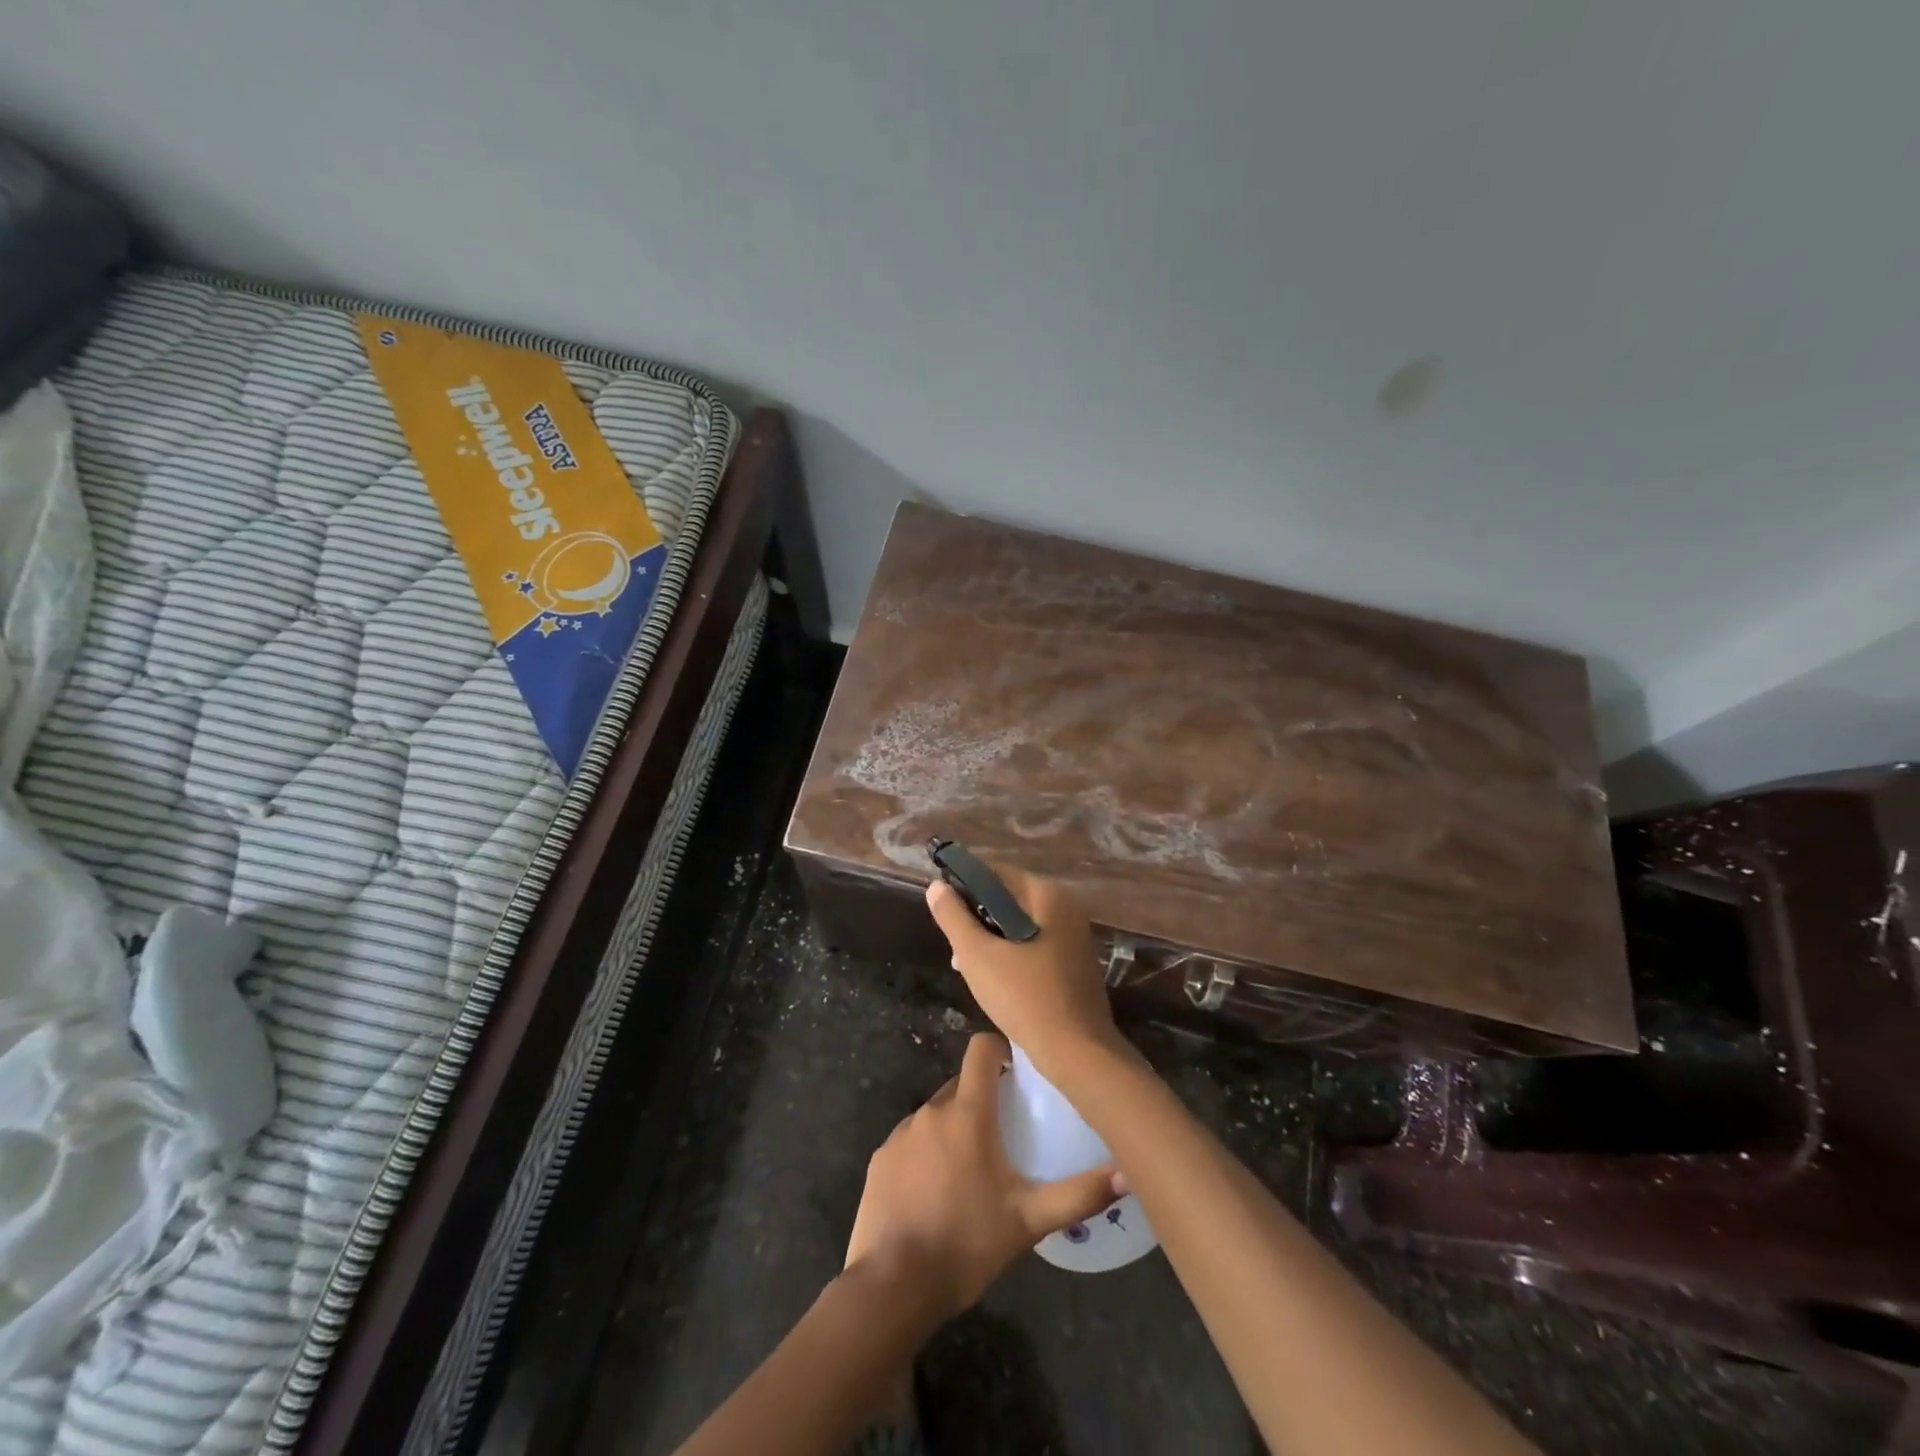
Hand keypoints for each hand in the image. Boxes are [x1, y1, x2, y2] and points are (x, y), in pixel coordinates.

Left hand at [845, 1032, 1119, 1320]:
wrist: (894, 1285)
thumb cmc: (967, 1243)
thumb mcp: (1030, 1221)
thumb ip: (1079, 1194)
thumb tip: (1129, 1174)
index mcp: (968, 1113)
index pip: (981, 1049)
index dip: (1000, 1050)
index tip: (1017, 1072)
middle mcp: (932, 1111)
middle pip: (961, 1085)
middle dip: (982, 1100)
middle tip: (1004, 1137)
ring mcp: (901, 1133)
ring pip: (936, 1116)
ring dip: (954, 1131)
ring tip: (970, 1174)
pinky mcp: (880, 1158)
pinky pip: (911, 1143)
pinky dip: (926, 1155)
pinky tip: (934, 1195)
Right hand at [925, 868, 1122, 1076]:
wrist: (1077, 1053)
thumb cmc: (1025, 998)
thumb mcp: (978, 956)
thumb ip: (954, 918)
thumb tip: (937, 886)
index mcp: (1048, 896)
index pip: (997, 872)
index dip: (965, 885)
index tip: (943, 908)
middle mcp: (1066, 908)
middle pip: (1009, 898)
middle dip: (977, 917)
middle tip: (954, 945)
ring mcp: (1073, 937)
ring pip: (1019, 925)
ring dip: (991, 939)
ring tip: (965, 965)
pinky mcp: (1073, 963)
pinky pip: (1034, 946)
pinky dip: (1011, 954)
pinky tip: (993, 979)